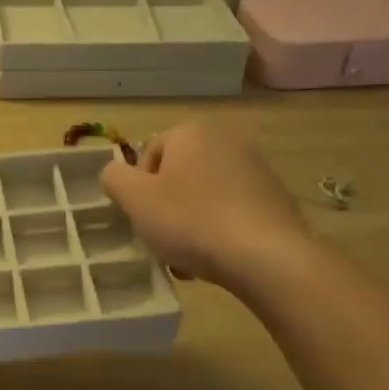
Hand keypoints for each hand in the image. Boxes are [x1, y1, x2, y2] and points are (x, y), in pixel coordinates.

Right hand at [100, 119, 312, 292]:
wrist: (267, 256)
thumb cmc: (191, 221)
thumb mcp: (134, 199)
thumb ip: (113, 177)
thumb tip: (115, 173)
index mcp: (191, 132)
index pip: (147, 156)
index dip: (138, 190)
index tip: (144, 218)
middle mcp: (226, 139)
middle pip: (176, 176)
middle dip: (164, 208)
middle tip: (161, 240)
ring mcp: (255, 167)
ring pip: (202, 196)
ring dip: (187, 223)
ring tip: (187, 257)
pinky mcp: (274, 196)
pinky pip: (229, 210)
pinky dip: (216, 229)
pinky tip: (214, 256)